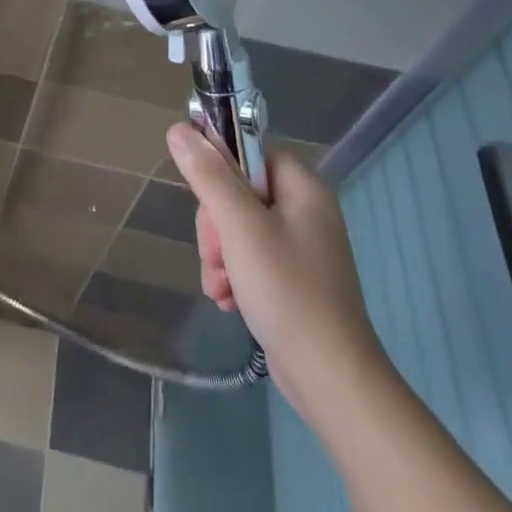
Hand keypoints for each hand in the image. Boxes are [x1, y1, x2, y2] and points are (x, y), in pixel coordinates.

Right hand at [167, 124, 388, 425]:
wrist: (333, 382)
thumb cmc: (287, 291)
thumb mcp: (239, 226)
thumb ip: (208, 174)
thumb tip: (179, 129)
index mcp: (302, 186)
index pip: (246, 152)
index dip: (219, 173)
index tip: (209, 205)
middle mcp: (305, 209)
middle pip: (237, 191)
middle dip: (215, 225)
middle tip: (215, 255)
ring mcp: (301, 246)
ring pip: (237, 226)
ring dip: (219, 254)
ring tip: (221, 286)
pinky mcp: (294, 278)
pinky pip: (250, 256)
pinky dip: (233, 274)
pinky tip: (229, 299)